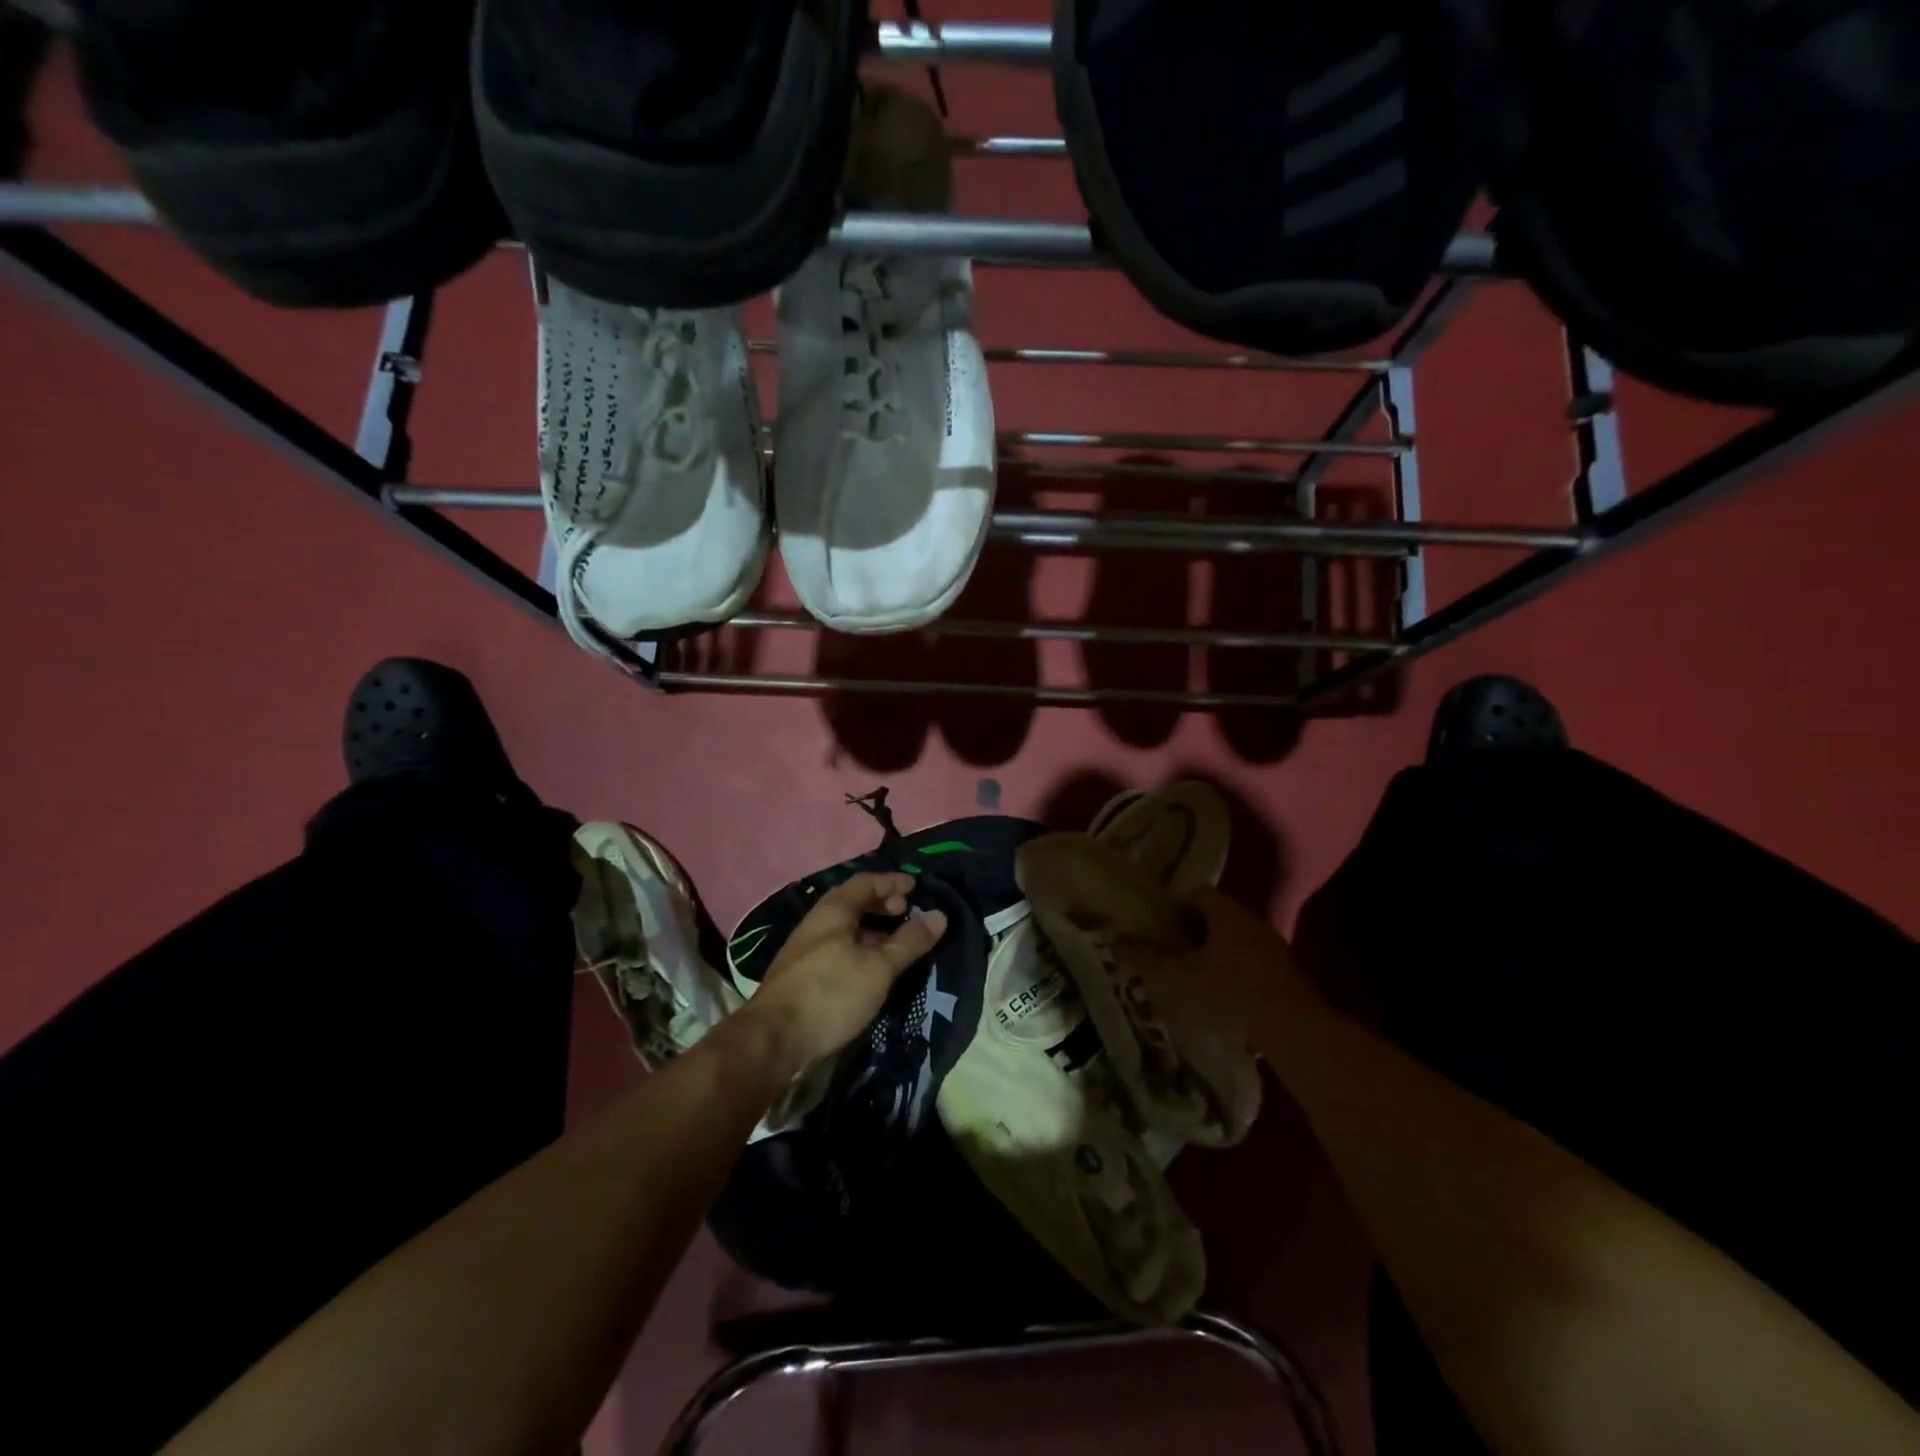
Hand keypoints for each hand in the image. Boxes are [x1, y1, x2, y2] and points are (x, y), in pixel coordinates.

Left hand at [737, 872, 948, 1074]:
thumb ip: (909, 941)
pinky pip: (837, 946)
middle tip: (906, 912)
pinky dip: (859, 947)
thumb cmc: (830, 993)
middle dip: (881, 904)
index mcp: (834, 911)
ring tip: (894, 942)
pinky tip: (869, 968)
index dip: (892, 882)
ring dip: (871, 928)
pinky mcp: (801, 974)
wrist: (772, 1039)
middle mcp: (816, 922)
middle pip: (852, 902)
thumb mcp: (879, 968)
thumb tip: (939, 914)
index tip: (915, 887)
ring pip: (844, 927)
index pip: (865, 882)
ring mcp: (805, 949)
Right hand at [1120, 885, 1311, 1047]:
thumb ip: (1146, 959)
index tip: (1157, 926)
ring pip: (1235, 942)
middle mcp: (1253, 923)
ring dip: (1214, 955)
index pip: (1197, 892)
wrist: (1296, 1033)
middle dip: (1192, 932)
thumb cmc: (1230, 995)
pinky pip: (1252, 964)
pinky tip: (1221, 999)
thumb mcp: (1178, 978)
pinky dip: (1234, 975)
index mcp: (1227, 914)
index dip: (1173, 905)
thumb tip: (1116, 941)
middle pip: (1216, 917)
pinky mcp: (1287, 977)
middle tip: (1169, 953)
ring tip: (1191, 978)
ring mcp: (1274, 950)